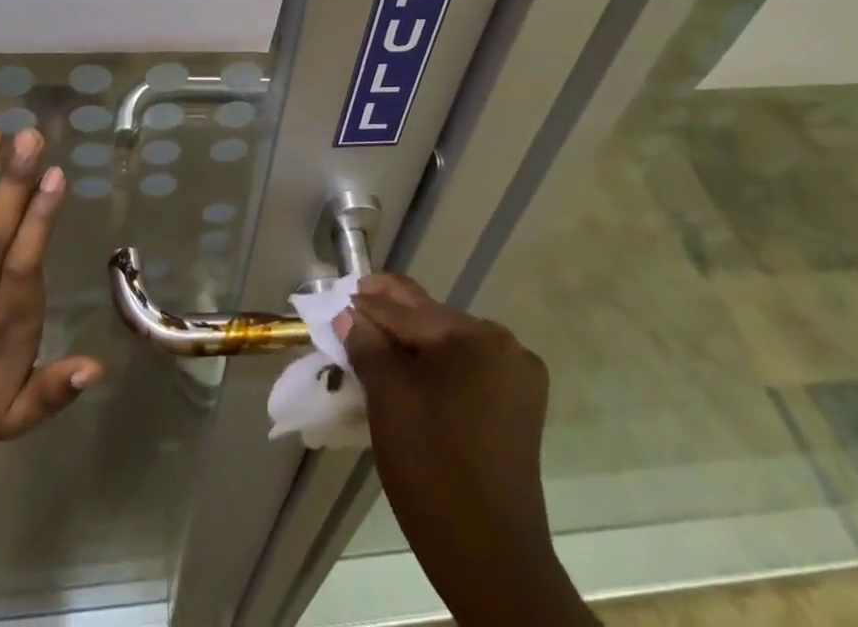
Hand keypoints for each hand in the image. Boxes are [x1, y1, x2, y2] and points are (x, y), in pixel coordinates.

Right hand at [341, 275, 590, 624]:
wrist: (491, 561)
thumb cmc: (433, 469)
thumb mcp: (388, 399)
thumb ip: (367, 346)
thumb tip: (350, 314)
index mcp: (476, 336)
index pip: (408, 311)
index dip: (368, 305)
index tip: (339, 298)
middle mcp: (504, 345)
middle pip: (433, 322)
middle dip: (392, 319)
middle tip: (354, 307)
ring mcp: (517, 377)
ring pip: (450, 346)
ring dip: (413, 344)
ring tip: (374, 342)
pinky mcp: (518, 407)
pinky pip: (467, 371)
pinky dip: (437, 368)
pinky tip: (410, 373)